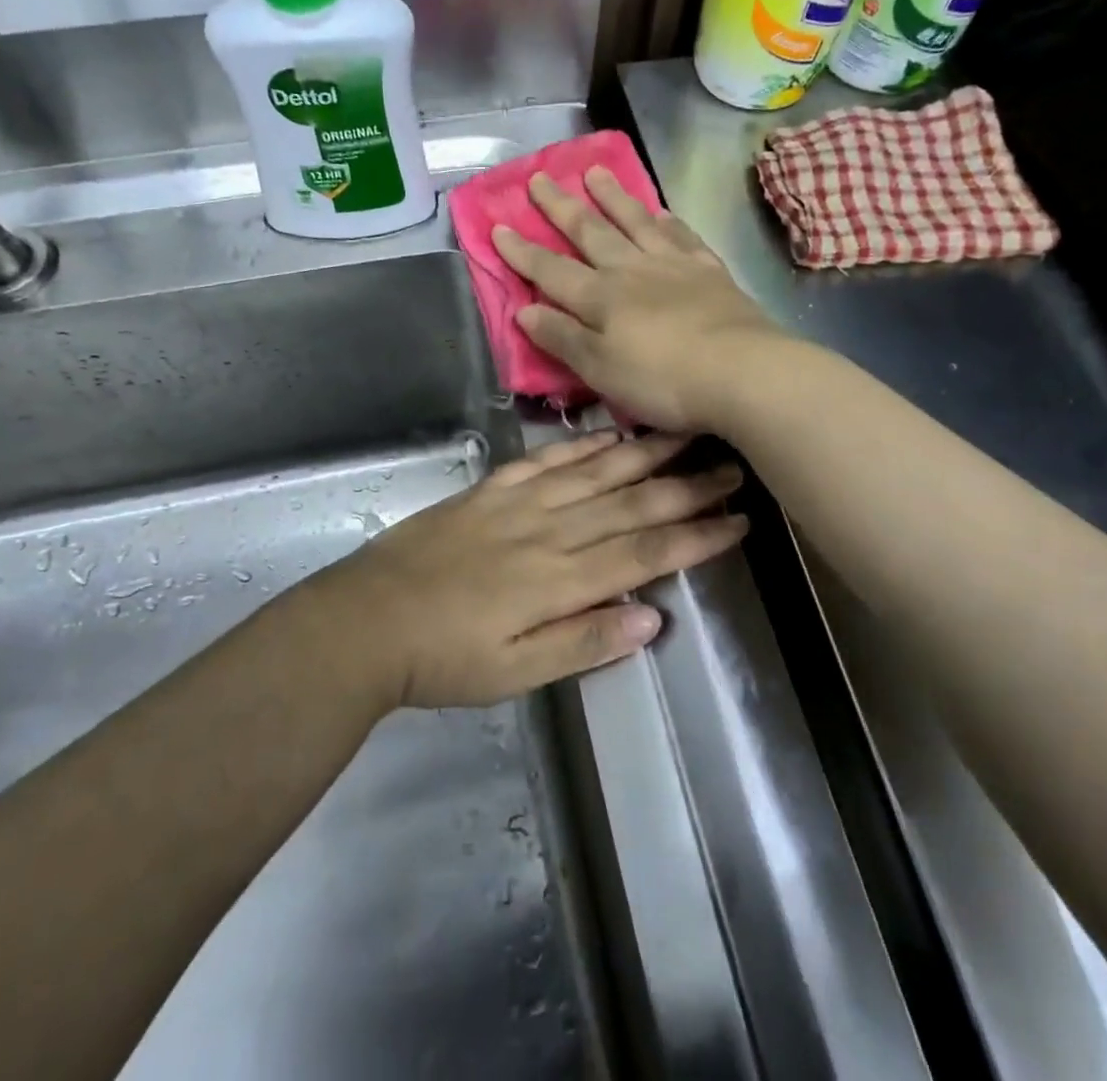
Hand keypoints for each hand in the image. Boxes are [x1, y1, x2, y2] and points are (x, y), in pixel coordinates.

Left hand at [314, 430, 745, 708]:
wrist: (368, 619)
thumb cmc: (445, 658)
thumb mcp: (516, 673)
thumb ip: (584, 642)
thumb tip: (653, 618)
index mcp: (560, 579)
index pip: (645, 553)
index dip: (695, 536)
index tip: (738, 521)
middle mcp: (549, 531)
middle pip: (630, 503)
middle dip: (686, 487)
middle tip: (731, 468)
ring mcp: (518, 503)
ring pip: (595, 472)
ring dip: (644, 454)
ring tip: (685, 435)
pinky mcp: (490, 490)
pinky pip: (545, 460)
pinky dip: (581, 446)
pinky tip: (608, 435)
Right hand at [491, 168, 787, 431]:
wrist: (743, 373)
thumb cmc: (663, 380)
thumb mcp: (600, 370)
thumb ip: (562, 338)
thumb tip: (523, 310)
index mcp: (600, 298)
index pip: (550, 270)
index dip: (522, 251)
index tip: (498, 226)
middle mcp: (632, 271)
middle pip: (590, 233)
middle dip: (560, 208)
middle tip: (540, 178)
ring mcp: (674, 266)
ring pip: (635, 223)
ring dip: (612, 198)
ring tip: (594, 172)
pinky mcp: (710, 272)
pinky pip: (682, 237)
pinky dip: (667, 221)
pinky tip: (661, 211)